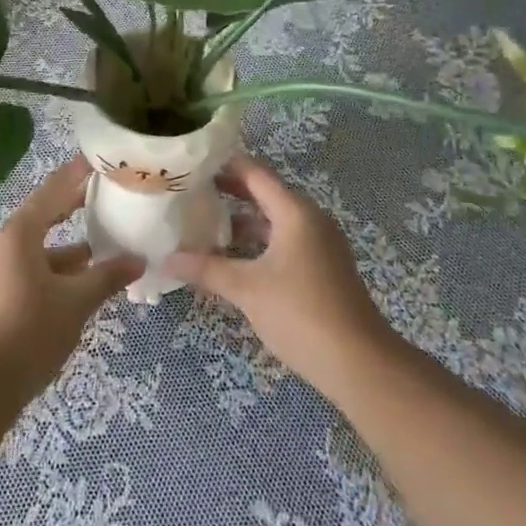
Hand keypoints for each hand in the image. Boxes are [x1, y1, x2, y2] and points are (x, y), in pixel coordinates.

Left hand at [0, 156, 142, 411]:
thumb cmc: (29, 331)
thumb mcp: (75, 302)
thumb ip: (107, 276)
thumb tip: (138, 260)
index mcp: (18, 235)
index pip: (51, 192)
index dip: (75, 175)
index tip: (96, 159)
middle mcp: (1, 245)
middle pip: (42, 217)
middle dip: (72, 208)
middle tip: (103, 195)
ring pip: (36, 250)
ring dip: (66, 249)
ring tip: (101, 250)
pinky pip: (27, 271)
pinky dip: (53, 271)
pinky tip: (77, 285)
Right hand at [165, 155, 394, 396]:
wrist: (359, 364)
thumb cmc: (301, 313)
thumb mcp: (247, 289)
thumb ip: (207, 269)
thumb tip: (165, 260)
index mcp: (295, 212)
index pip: (254, 173)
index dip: (223, 164)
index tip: (191, 161)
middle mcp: (309, 219)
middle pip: (263, 193)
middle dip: (227, 191)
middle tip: (188, 189)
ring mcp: (318, 244)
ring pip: (273, 220)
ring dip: (240, 219)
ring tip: (201, 221)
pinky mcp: (320, 268)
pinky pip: (282, 240)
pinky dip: (256, 241)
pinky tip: (230, 255)